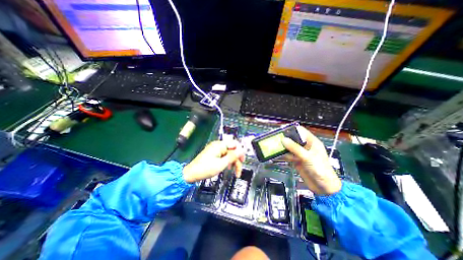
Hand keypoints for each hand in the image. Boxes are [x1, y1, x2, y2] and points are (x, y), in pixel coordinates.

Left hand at [182, 140, 244, 182]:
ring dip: (232, 161)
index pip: (235, 144)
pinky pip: (223, 155)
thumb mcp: (221, 164)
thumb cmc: (206, 169)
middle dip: (236, 159)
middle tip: (238, 170)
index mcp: (220, 145)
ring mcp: (215, 149)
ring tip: (233, 171)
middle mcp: (218, 145)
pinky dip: (227, 161)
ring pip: (228, 153)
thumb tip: (242, 150)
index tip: (242, 161)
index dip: (240, 152)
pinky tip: (227, 167)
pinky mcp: (213, 153)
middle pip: (232, 149)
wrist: (191, 174)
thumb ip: (232, 156)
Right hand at [280, 126, 340, 194]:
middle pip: (293, 139)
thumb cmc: (319, 169)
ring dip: (283, 147)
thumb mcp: (307, 157)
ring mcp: (300, 154)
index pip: (301, 131)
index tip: (281, 129)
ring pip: (289, 148)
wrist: (323, 187)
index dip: (292, 129)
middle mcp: (305, 146)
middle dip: (285, 139)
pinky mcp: (296, 160)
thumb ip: (295, 148)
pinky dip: (283, 155)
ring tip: (273, 146)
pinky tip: (276, 155)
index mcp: (312, 142)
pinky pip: (288, 155)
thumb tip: (283, 139)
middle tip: (275, 138)